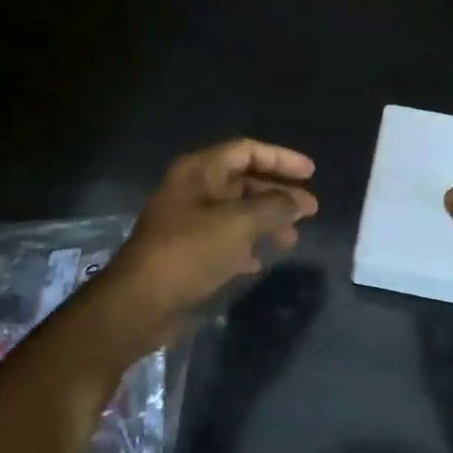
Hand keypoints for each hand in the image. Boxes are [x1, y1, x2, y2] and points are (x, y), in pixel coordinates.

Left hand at [87, 138, 317, 360]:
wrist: (141, 302)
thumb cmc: (190, 252)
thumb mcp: (239, 224)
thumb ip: (274, 208)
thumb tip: (298, 202)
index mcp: (199, 171)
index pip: (247, 151)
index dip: (281, 159)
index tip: (311, 174)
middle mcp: (193, 190)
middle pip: (244, 181)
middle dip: (278, 194)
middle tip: (311, 210)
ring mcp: (188, 221)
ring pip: (237, 212)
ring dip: (266, 222)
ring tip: (291, 240)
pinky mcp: (187, 252)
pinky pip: (225, 239)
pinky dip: (246, 246)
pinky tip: (260, 262)